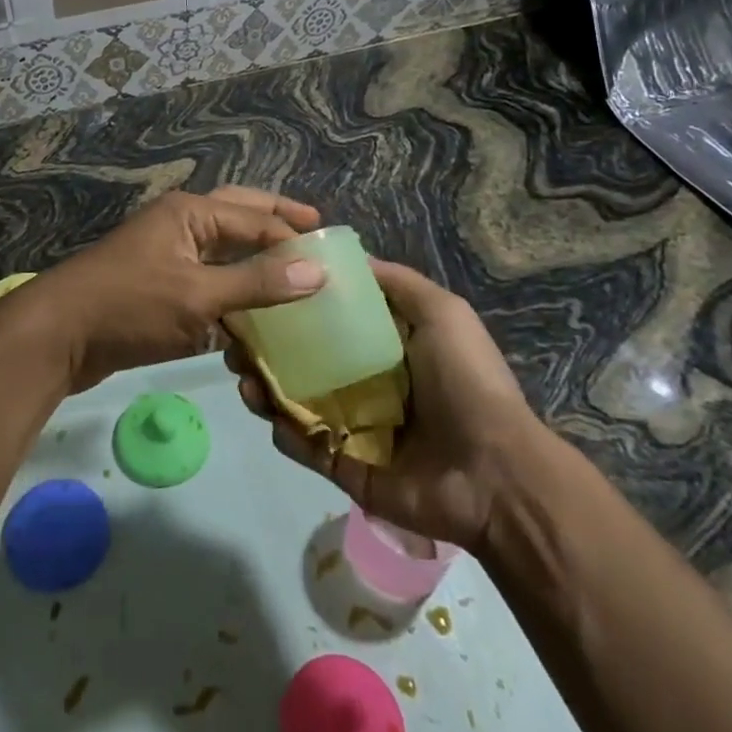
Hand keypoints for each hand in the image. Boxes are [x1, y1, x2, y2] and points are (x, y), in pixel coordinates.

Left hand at [10, 186, 326, 392]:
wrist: (57, 336)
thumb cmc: (129, 307)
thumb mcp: (198, 296)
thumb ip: (256, 284)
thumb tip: (319, 271)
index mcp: (190, 213)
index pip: (256, 220)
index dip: (295, 239)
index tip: (336, 260)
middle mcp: (181, 224)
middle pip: (240, 217)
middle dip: (277, 223)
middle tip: (318, 230)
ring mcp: (167, 254)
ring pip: (223, 250)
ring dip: (256, 259)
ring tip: (294, 272)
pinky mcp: (159, 286)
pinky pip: (207, 280)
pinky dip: (232, 291)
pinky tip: (254, 312)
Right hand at [227, 257, 542, 553]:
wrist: (495, 473)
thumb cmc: (466, 381)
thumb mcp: (441, 312)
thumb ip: (395, 283)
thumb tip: (346, 257)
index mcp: (383, 347)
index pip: (327, 321)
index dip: (292, 306)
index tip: (259, 290)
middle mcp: (363, 383)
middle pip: (302, 361)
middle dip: (265, 349)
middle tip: (236, 342)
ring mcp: (352, 427)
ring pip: (294, 402)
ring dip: (264, 388)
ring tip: (244, 376)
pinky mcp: (346, 467)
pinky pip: (305, 446)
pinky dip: (284, 432)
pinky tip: (272, 414)